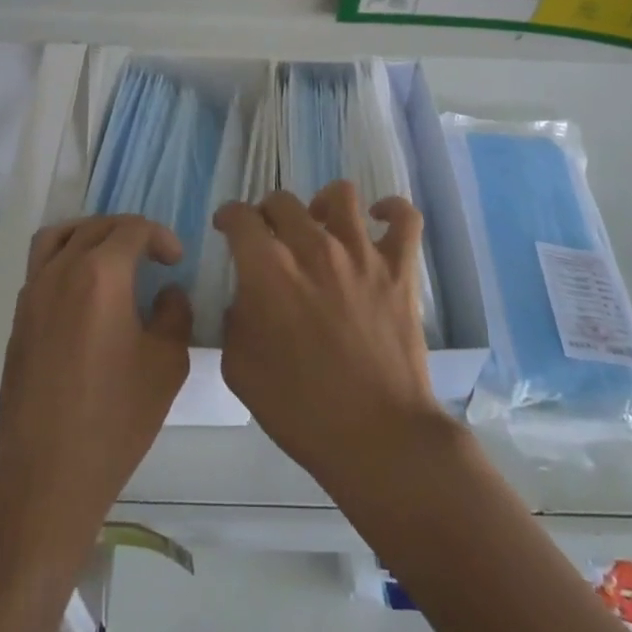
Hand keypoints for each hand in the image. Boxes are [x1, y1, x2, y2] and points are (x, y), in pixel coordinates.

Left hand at [0, 215, 192, 541]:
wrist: (46, 474)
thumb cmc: (115, 418)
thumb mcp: (166, 364)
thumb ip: (174, 314)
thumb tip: (167, 293)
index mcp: (100, 274)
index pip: (132, 229)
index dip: (160, 237)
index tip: (176, 262)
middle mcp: (60, 272)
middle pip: (94, 226)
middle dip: (128, 231)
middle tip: (152, 255)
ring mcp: (32, 294)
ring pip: (57, 237)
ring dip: (88, 234)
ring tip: (111, 256)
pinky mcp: (17, 320)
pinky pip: (40, 267)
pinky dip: (64, 259)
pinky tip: (85, 293)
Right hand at [215, 183, 454, 499]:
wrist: (376, 436)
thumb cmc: (300, 410)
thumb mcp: (240, 368)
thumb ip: (235, 319)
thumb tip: (246, 296)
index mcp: (269, 270)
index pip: (241, 217)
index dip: (229, 217)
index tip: (227, 227)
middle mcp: (314, 247)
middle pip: (283, 201)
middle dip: (267, 213)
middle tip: (269, 236)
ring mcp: (362, 253)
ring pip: (339, 195)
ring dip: (320, 204)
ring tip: (319, 224)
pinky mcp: (400, 268)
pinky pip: (404, 218)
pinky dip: (390, 210)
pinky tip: (378, 218)